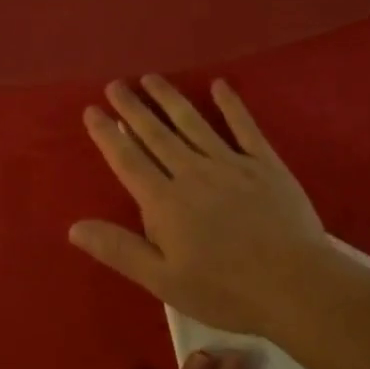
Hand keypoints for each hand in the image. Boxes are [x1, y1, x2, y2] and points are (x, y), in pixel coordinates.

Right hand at [70, 76, 328, 336]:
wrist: (295, 286)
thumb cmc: (225, 290)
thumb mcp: (164, 280)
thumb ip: (119, 250)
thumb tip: (74, 227)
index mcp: (165, 202)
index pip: (128, 160)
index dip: (108, 134)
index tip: (92, 110)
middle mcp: (192, 173)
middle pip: (156, 134)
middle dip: (133, 108)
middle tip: (115, 84)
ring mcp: (230, 164)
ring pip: (192, 123)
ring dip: (169, 98)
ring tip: (150, 78)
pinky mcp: (265, 164)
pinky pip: (243, 127)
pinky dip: (230, 104)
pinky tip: (219, 85)